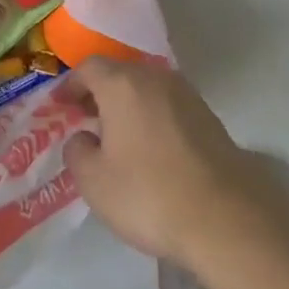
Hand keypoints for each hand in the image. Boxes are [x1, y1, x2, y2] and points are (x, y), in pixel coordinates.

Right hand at [60, 59, 288, 270]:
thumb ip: (77, 152)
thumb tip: (84, 138)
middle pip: (119, 74)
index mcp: (122, 83)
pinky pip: (168, 107)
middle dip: (100, 93)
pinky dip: (153, 118)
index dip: (71, 84)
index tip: (61, 105)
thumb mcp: (94, 182)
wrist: (227, 220)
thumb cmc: (149, 194)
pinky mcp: (210, 118)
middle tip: (86, 118)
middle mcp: (155, 78)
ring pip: (147, 89)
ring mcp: (187, 95)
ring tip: (118, 136)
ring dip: (128, 105)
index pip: (88, 68)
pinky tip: (150, 149)